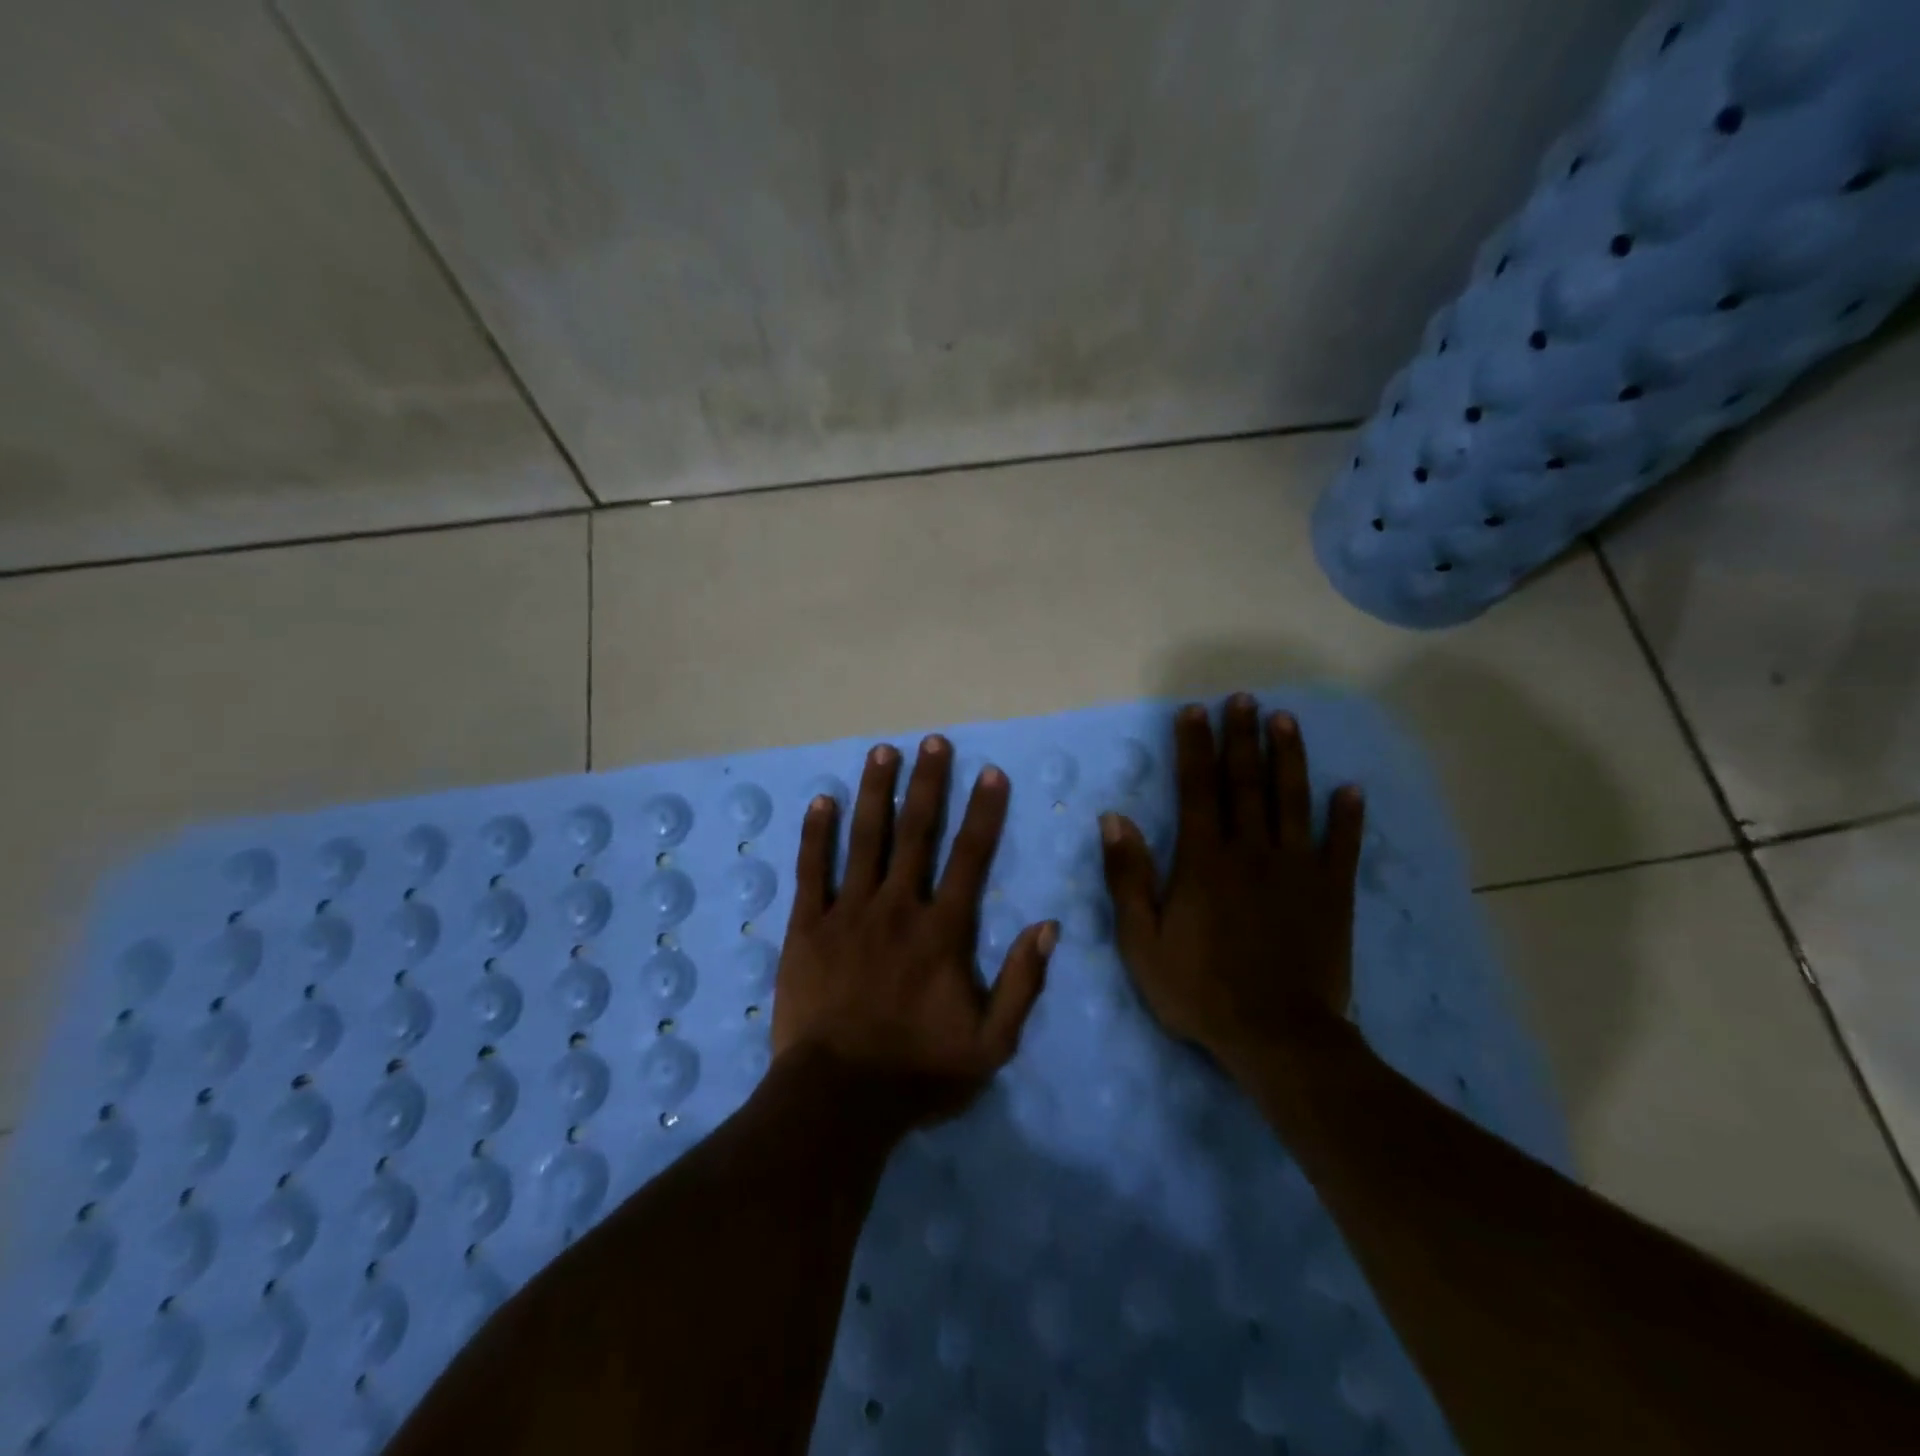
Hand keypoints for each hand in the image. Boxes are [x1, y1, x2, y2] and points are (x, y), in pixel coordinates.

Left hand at [773, 734, 1057, 1125]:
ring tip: (883, 751)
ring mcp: (848, 912)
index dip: (984, 812)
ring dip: (875, 792)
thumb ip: (1023, 984)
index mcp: (943, 931)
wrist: (838, 1100)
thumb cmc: (918, 1072)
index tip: (991, 772)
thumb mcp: (992, 1044)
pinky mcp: (807, 927)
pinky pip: (811, 870)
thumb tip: (1049, 926)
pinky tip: (822, 801)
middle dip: (928, 783)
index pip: (970, 857)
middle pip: (916, 833)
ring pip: (865, 839)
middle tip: (933, 741)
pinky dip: (816, 834)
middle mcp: (898, 907)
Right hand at [1101, 694, 1365, 1071]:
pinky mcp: (1332, 893)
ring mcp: (1297, 868)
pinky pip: (1342, 845)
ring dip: (1289, 757)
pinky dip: (1348, 815)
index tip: (1194, 712)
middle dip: (1242, 737)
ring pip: (1292, 800)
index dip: (1194, 747)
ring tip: (1286, 720)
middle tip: (1244, 699)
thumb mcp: (1141, 940)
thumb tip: (1115, 819)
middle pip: (1246, 782)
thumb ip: (1128, 877)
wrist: (1277, 1036)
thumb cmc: (1199, 989)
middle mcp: (1251, 850)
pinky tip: (1350, 788)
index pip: (1197, 789)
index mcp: (1204, 860)